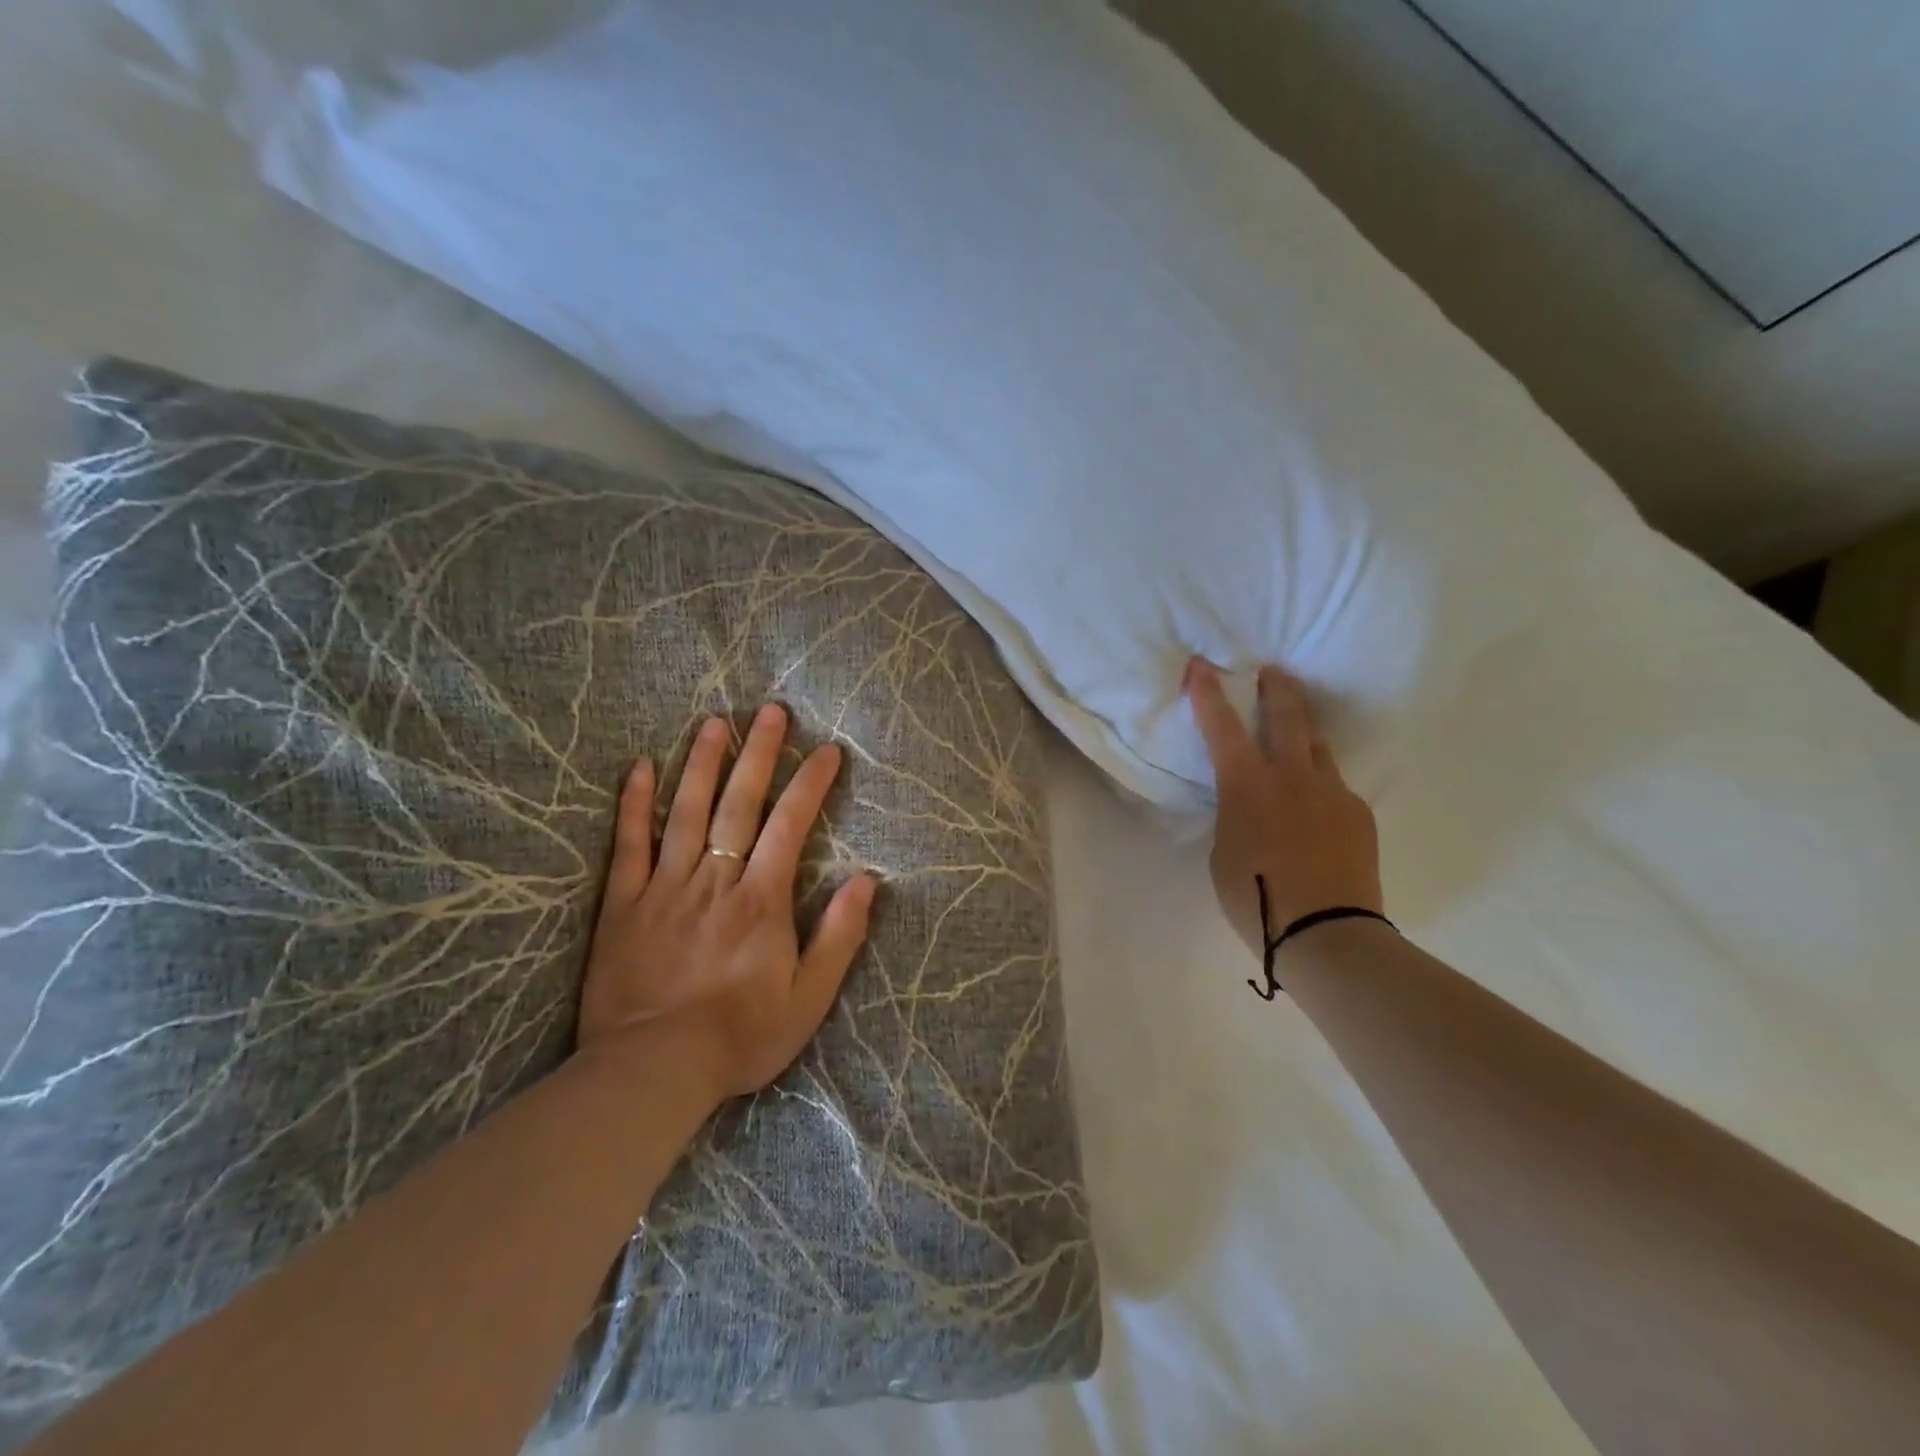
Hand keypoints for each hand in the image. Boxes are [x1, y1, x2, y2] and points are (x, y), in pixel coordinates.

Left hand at [578, 703, 876, 1105]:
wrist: (653, 1071)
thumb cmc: (740, 1037)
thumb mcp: (809, 998)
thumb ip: (839, 937)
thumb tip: (866, 881)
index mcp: (762, 900)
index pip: (791, 824)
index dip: (811, 783)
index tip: (827, 750)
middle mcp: (715, 879)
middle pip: (739, 803)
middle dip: (758, 753)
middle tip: (770, 712)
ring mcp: (665, 887)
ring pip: (686, 811)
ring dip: (702, 763)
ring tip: (714, 722)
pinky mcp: (623, 904)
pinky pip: (628, 845)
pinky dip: (634, 804)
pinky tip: (639, 768)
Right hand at [1184, 658, 1381, 956]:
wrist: (1328, 934)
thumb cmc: (1256, 898)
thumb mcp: (1223, 852)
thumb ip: (1234, 816)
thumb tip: (1250, 804)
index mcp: (1247, 785)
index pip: (1222, 726)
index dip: (1208, 693)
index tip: (1201, 665)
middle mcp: (1292, 776)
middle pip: (1287, 716)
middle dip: (1277, 688)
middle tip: (1273, 672)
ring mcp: (1332, 792)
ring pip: (1317, 746)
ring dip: (1303, 731)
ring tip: (1296, 729)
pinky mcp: (1358, 814)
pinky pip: (1335, 787)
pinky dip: (1320, 786)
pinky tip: (1316, 809)